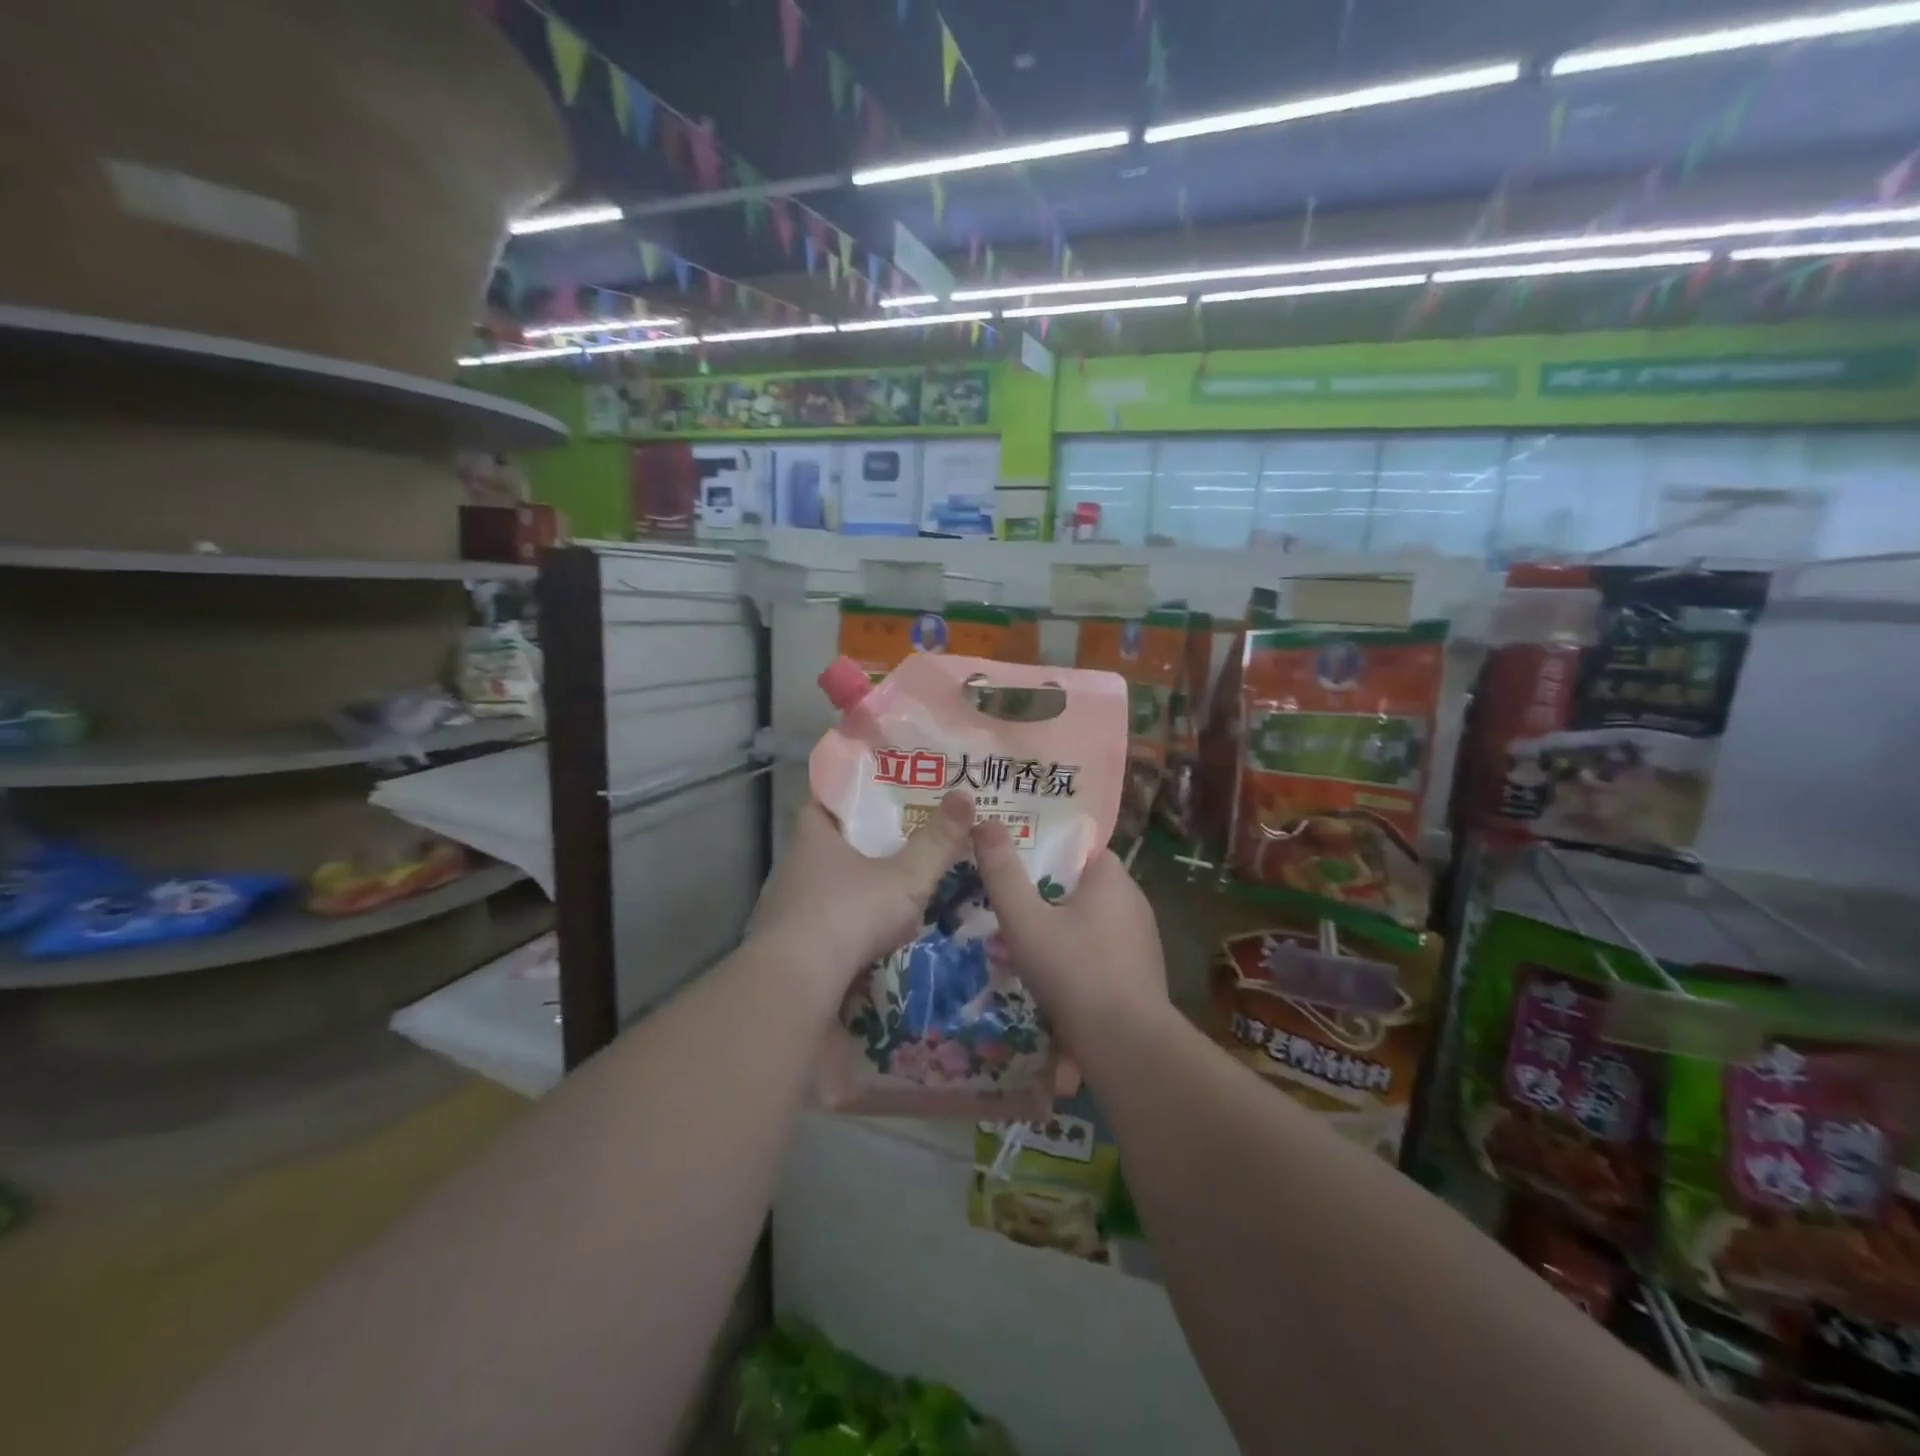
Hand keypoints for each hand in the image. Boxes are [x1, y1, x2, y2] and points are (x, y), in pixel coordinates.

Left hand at [748, 791, 973, 1005]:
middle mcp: (794, 868)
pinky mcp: (791, 950)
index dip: (851, 793)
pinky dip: (848, 929)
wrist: (796, 989)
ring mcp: (788, 911)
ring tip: (896, 890)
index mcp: (814, 838)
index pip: (825, 800)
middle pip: (829, 845)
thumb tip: (965, 796)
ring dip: (856, 890)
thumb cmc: (848, 915)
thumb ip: (937, 842)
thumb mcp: (905, 878)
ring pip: (828, 889)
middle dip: (862, 844)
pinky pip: (825, 928)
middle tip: (903, 840)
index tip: (881, 792)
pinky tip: (876, 939)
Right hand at [970, 819, 1168, 1045]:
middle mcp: (1133, 901)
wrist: (1127, 1046)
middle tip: (1006, 904)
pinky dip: (1075, 955)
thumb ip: (1002, 873)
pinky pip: (1099, 951)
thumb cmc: (1074, 972)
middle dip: (1044, 893)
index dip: (1043, 849)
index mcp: (1112, 878)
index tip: (1011, 860)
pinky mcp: (1139, 973)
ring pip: (1088, 921)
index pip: (1077, 847)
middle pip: (1079, 885)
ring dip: (1058, 928)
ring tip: (1018, 942)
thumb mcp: (1025, 920)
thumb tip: (984, 822)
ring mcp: (1140, 940)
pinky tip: (1049, 977)